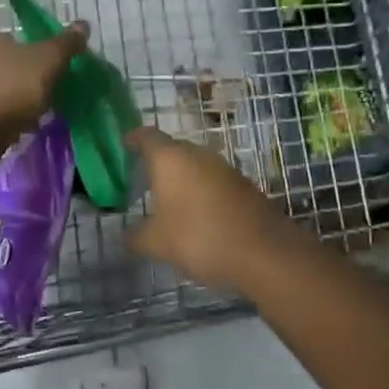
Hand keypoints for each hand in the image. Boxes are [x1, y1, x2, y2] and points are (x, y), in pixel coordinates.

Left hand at [0, 22, 88, 166]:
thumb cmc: (12, 89)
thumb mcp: (48, 61)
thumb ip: (65, 44)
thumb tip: (83, 24)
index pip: (20, 41)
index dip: (40, 57)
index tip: (53, 76)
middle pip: (9, 65)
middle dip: (27, 80)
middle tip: (46, 98)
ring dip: (15, 100)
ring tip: (33, 117)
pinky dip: (3, 117)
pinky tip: (16, 128)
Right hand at [125, 127, 298, 295]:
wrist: (264, 252)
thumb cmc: (199, 237)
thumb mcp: (156, 243)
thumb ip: (135, 237)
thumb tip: (125, 236)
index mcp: (170, 159)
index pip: (146, 136)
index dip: (133, 139)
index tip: (124, 146)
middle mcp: (197, 154)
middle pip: (172, 149)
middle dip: (157, 161)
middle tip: (143, 180)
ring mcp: (224, 168)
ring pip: (195, 165)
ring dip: (182, 178)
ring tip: (169, 200)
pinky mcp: (244, 185)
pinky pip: (213, 181)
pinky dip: (202, 192)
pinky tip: (197, 215)